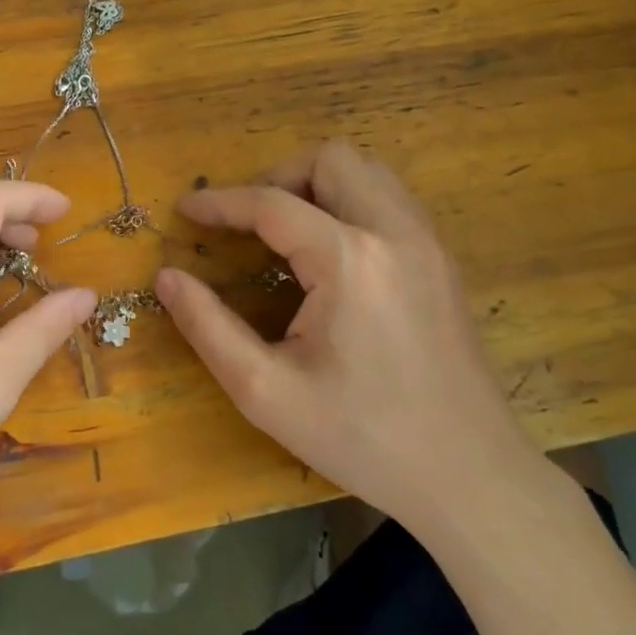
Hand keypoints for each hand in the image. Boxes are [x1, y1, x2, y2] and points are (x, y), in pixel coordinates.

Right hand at [154, 141, 546, 535]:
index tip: (185, 210)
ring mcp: (428, 243)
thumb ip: (208, 327)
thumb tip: (167, 278)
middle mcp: (396, 233)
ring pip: (368, 171)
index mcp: (349, 260)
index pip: (272, 204)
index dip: (221, 202)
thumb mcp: (266, 391)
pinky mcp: (443, 261)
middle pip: (331, 160)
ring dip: (319, 185)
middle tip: (247, 224)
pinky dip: (351, 203)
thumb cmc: (362, 437)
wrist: (468, 474)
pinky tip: (331, 254)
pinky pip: (391, 199)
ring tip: (286, 232)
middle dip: (278, 178)